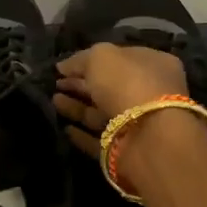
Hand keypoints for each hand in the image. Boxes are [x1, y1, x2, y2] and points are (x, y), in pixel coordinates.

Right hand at [53, 43, 195, 189]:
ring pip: (102, 112)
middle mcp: (149, 93)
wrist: (149, 138)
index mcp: (153, 65)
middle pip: (109, 86)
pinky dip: (82, 134)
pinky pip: (99, 139)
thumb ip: (80, 59)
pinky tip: (65, 128)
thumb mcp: (101, 57)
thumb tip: (63, 66)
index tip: (64, 66)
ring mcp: (138, 123)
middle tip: (55, 83)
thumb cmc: (129, 85)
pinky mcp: (126, 150)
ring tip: (53, 100)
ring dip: (77, 107)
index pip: (118, 58)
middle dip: (81, 84)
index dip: (90, 60)